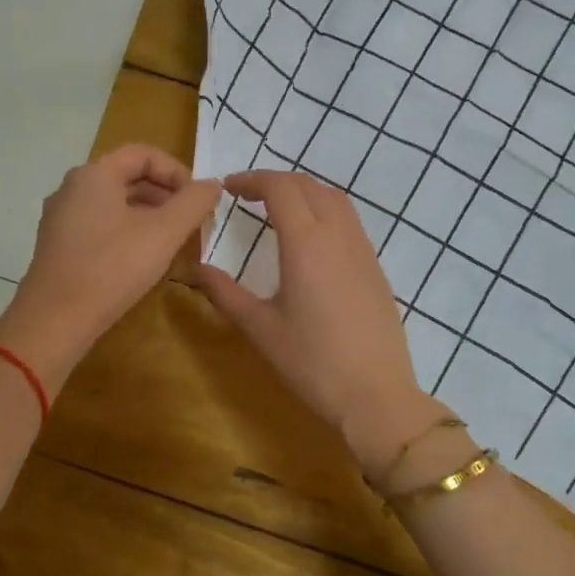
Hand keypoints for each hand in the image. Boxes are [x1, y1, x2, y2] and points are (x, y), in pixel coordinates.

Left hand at [0, 145, 221, 393]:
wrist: (54, 321)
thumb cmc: (112, 268)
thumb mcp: (164, 233)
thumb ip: (193, 203)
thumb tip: (212, 184)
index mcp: (94, 174)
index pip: (143, 154)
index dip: (177, 171)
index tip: (199, 199)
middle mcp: (72, 187)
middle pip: (127, 176)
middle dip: (165, 194)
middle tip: (192, 220)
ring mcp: (61, 217)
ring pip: (114, 202)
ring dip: (148, 214)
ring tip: (172, 240)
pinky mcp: (58, 245)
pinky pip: (99, 224)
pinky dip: (127, 230)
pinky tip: (142, 258)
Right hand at [195, 170, 440, 472]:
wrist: (376, 395)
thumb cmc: (312, 363)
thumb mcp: (261, 329)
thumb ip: (226, 294)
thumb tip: (198, 270)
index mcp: (306, 243)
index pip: (280, 188)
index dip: (252, 180)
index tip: (228, 188)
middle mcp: (337, 235)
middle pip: (307, 185)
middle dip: (275, 182)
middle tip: (246, 196)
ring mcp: (362, 249)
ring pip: (334, 199)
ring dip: (303, 192)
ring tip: (277, 209)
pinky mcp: (375, 267)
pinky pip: (349, 221)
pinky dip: (324, 210)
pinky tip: (310, 239)